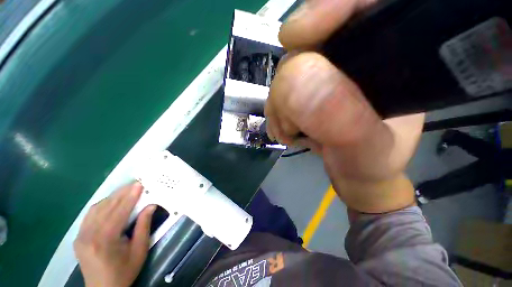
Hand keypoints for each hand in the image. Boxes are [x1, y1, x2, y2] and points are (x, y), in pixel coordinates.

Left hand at [74, 182, 155, 286]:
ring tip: (125, 190)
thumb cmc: (124, 271)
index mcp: (105, 240)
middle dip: (121, 194)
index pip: (119, 212)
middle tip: (134, 184)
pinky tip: (110, 201)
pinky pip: (90, 215)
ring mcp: (81, 236)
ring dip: (112, 197)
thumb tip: (151, 206)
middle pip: (106, 208)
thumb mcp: (139, 250)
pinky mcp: (78, 237)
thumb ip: (144, 226)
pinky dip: (102, 205)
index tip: (139, 184)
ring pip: (96, 209)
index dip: (130, 197)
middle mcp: (89, 235)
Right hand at [266, 0, 423, 211]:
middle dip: (289, 81)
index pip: (362, 6)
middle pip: (310, 44)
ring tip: (287, 132)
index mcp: (393, 58)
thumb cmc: (372, 165)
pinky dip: (277, 110)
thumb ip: (339, 118)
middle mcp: (359, 59)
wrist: (356, 175)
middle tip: (289, 120)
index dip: (325, 9)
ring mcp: (330, 75)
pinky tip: (284, 130)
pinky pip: (282, 90)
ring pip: (289, 70)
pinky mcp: (310, 90)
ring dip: (280, 104)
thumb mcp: (366, 149)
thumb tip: (294, 81)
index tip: (294, 36)